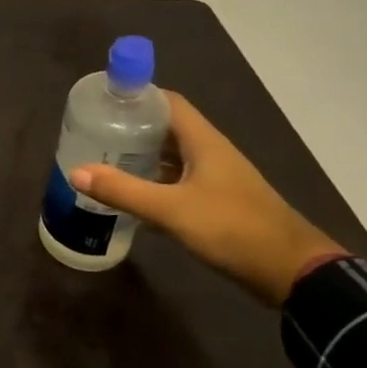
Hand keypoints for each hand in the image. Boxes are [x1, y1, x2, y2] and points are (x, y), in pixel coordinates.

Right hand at [68, 92, 344, 306]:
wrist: (290, 271)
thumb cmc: (232, 228)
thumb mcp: (171, 210)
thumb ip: (124, 191)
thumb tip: (76, 172)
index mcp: (204, 141)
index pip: (168, 102)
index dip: (137, 96)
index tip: (104, 102)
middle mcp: (211, 152)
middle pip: (168, 128)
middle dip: (132, 127)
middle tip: (95, 133)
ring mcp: (217, 178)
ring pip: (173, 156)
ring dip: (143, 156)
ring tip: (106, 160)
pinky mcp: (218, 202)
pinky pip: (180, 181)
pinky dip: (156, 182)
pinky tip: (134, 195)